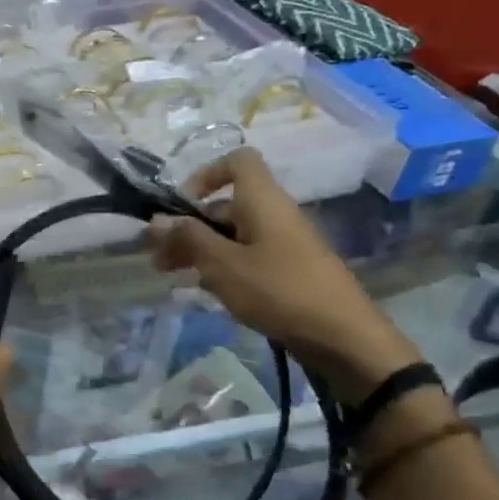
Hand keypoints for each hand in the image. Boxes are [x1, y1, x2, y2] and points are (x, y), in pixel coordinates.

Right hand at [147, 149, 421, 403]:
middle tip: (157, 257)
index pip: (237, 162)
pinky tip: (202, 290)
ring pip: (233, 235)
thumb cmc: (278, 290)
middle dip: (188, 227)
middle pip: (226, 206)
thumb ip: (188, 239)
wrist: (342, 337)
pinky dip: (221, 266)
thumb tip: (156, 220)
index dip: (206, 175)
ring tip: (170, 276)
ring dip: (199, 250)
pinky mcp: (288, 271)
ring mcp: (283, 244)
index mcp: (263, 200)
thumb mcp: (223, 264)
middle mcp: (274, 214)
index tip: (181, 205)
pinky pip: (247, 257)